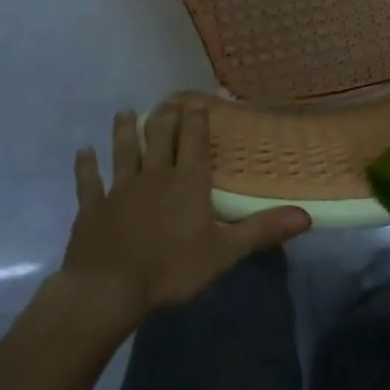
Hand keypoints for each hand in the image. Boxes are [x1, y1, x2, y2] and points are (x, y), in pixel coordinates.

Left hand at [57, 101, 311, 335]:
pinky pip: (88, 181)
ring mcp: (120, 189)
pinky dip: (86, 166)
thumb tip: (306, 216)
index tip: (200, 100)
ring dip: (125, 131)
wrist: (108, 289)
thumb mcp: (224, 251)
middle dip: (165, 117)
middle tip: (168, 101)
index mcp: (187, 182)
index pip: (195, 141)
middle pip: (160, 137)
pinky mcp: (92, 208)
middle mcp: (154, 176)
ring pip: (124, 151)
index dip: (199, 119)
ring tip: (125, 113)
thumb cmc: (171, 269)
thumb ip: (262, 230)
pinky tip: (83, 152)